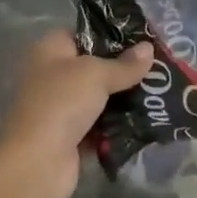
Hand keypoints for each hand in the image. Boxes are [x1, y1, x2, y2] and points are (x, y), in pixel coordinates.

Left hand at [0, 29, 153, 197]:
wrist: (37, 164)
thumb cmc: (61, 104)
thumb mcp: (96, 75)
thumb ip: (124, 64)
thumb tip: (148, 48)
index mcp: (50, 50)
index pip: (84, 33)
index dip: (111, 34)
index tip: (143, 38)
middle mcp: (53, 76)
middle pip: (95, 67)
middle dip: (124, 70)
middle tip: (159, 68)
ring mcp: (61, 108)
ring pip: (100, 98)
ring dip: (125, 99)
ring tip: (160, 93)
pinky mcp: (71, 138)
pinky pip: (100, 126)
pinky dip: (118, 126)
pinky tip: (148, 121)